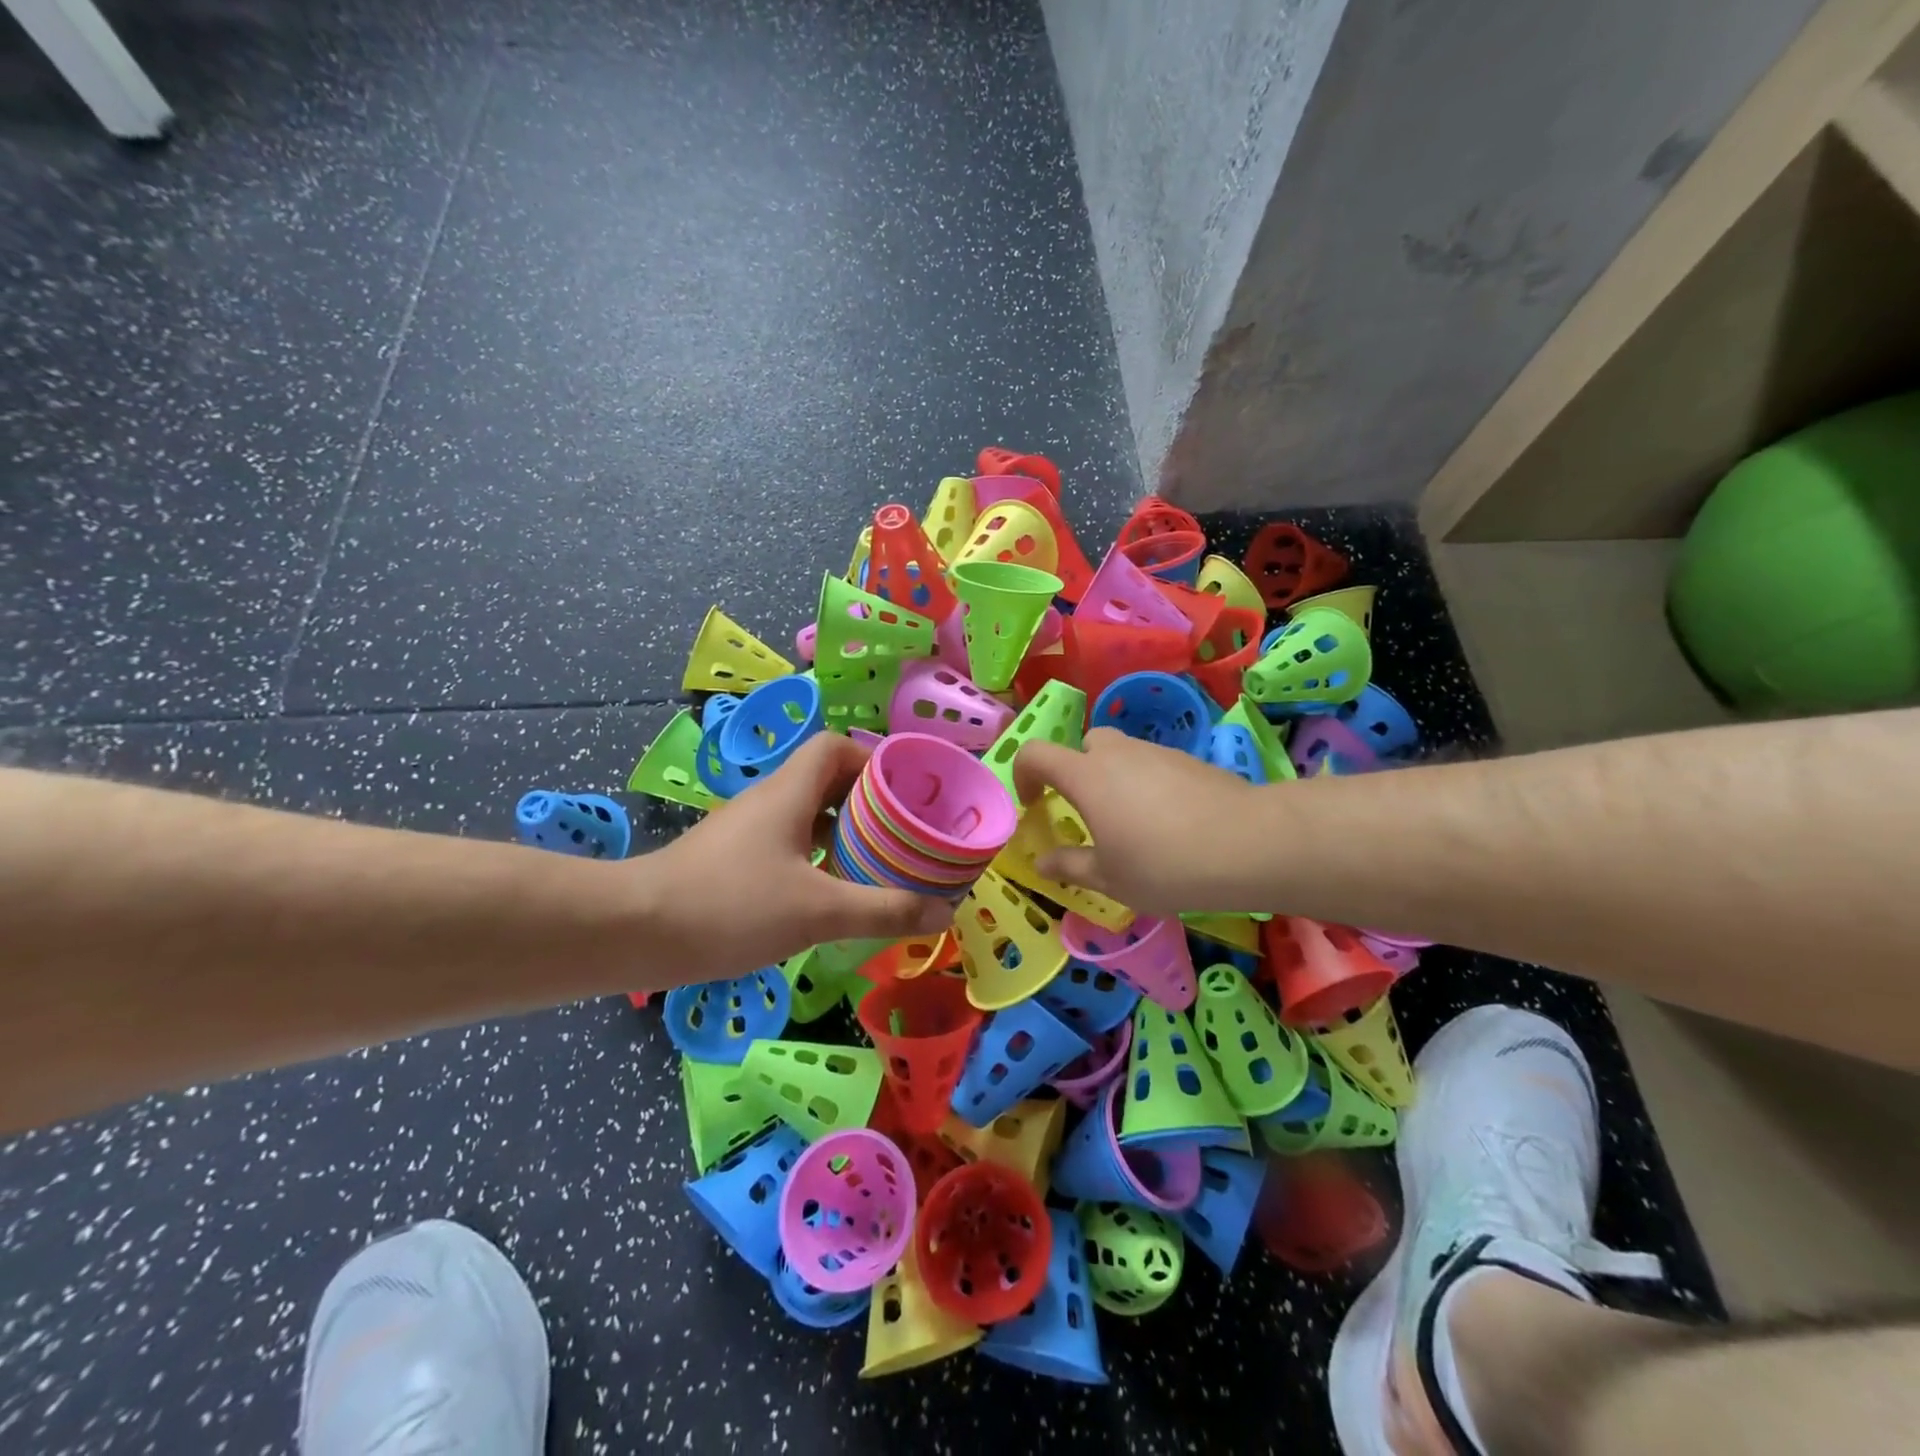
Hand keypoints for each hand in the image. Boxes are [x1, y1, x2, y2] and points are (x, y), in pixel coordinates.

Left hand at [639, 733, 951, 983]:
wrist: (634, 932)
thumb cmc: (731, 905)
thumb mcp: (819, 911)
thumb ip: (884, 910)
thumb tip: (944, 911)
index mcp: (790, 792)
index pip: (834, 747)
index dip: (872, 759)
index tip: (904, 792)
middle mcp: (768, 801)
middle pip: (825, 781)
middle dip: (867, 803)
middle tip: (902, 833)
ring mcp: (746, 831)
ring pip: (806, 817)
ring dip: (842, 834)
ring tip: (877, 864)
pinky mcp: (731, 861)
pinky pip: (787, 846)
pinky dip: (815, 859)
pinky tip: (830, 895)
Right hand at [1013, 728, 1261, 917]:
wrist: (1249, 844)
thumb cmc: (1165, 865)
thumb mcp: (1110, 878)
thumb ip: (1071, 866)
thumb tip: (1042, 862)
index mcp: (1086, 776)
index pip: (1036, 753)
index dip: (1023, 774)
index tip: (1033, 804)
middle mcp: (1117, 753)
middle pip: (1084, 746)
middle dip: (1076, 773)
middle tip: (1089, 813)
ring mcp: (1156, 752)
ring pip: (1121, 754)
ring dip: (1114, 779)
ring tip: (1133, 824)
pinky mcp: (1189, 759)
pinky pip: (1153, 764)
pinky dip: (1147, 784)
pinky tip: (1170, 822)